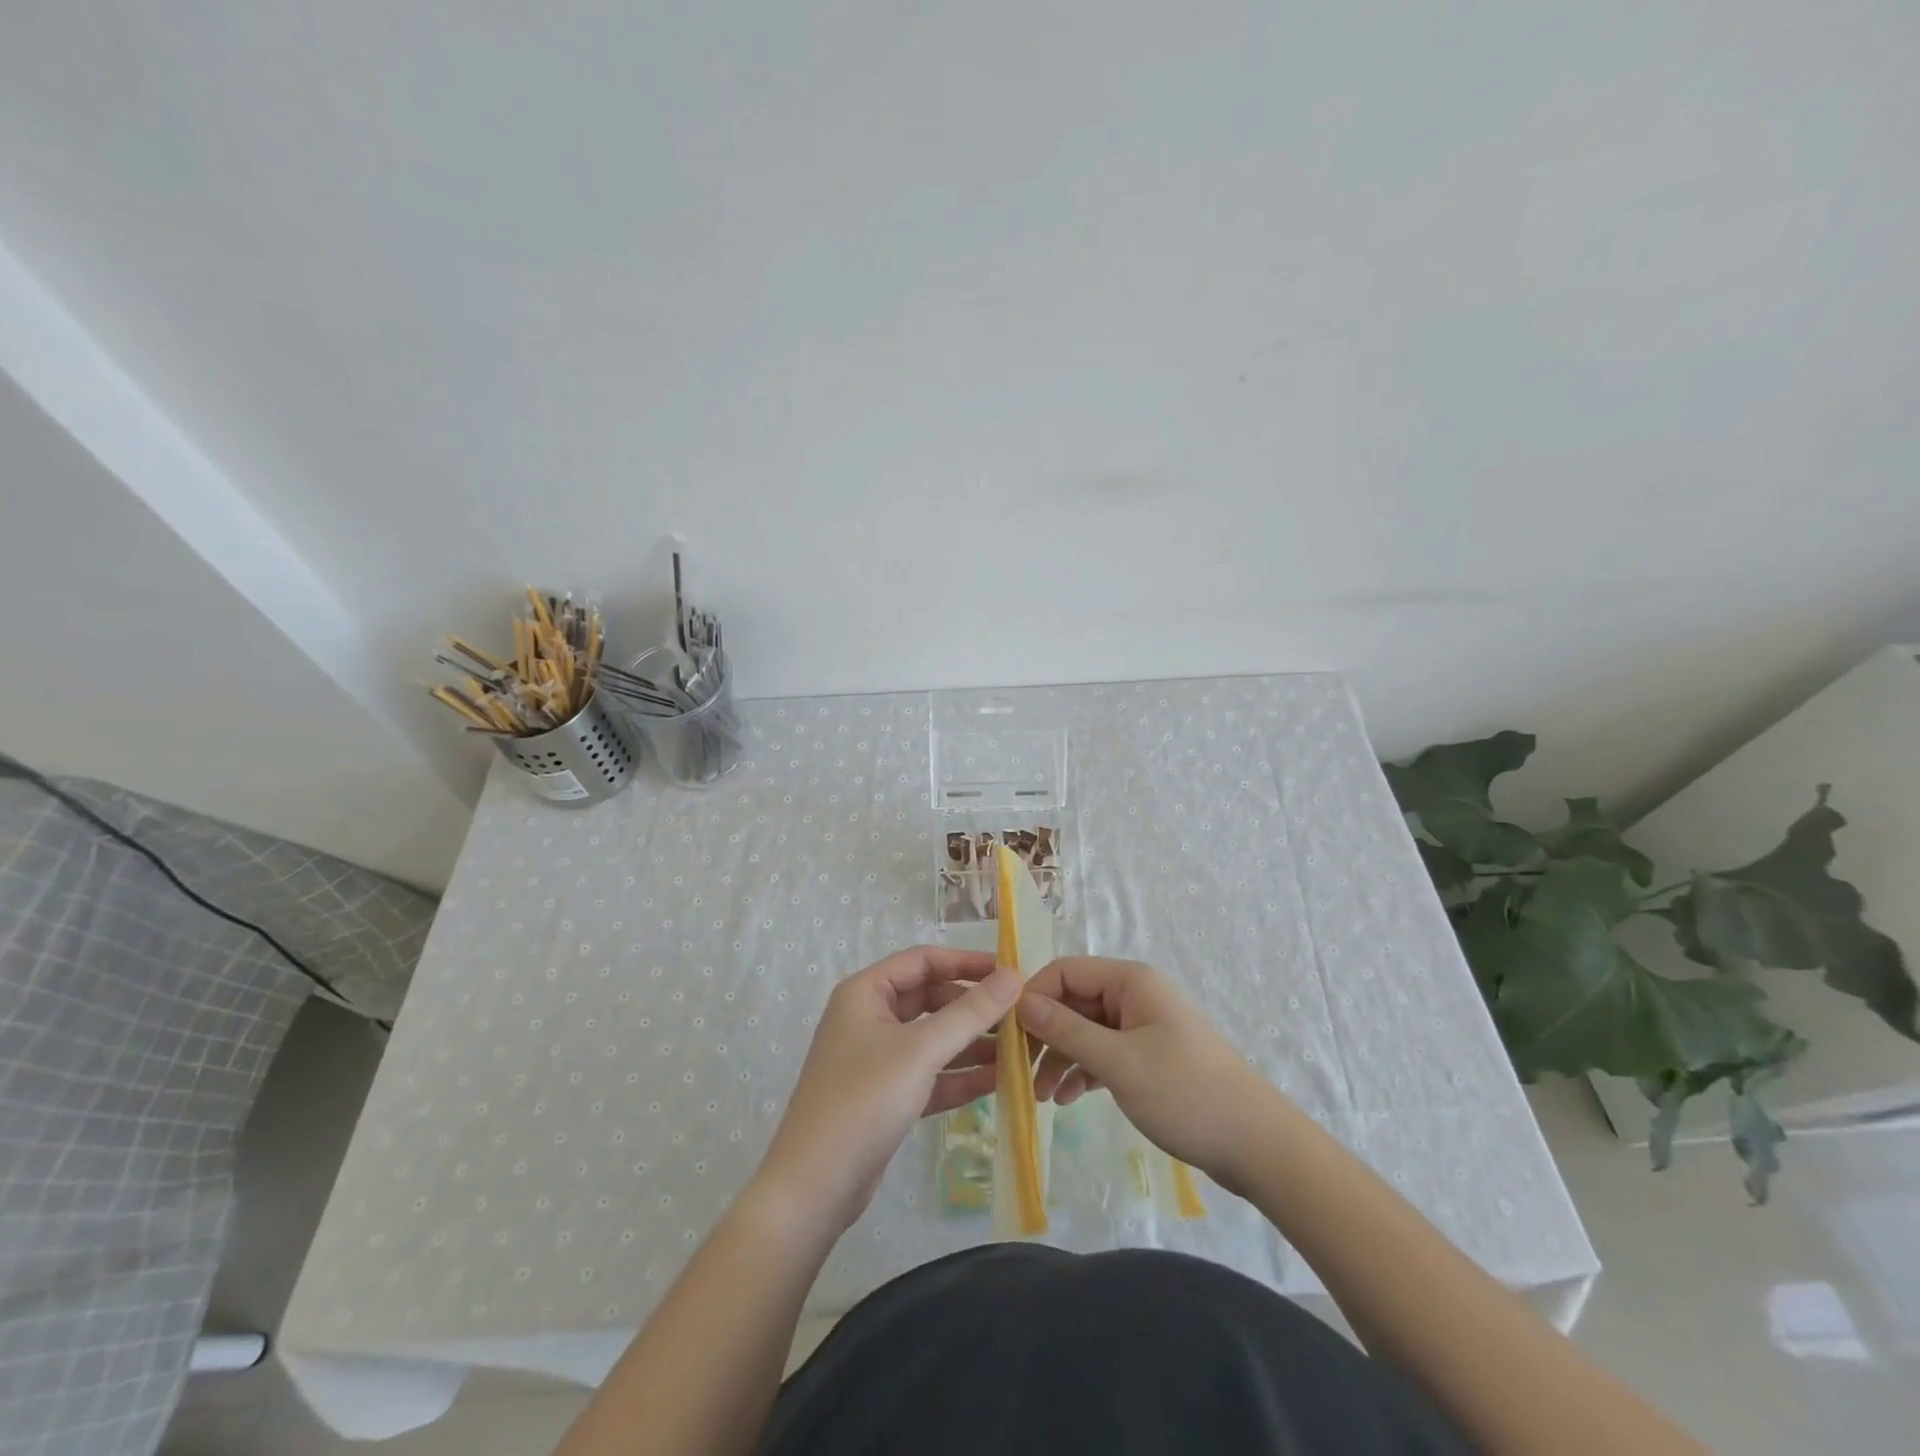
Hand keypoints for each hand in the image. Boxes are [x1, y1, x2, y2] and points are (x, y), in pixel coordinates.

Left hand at [753, 947, 1020, 1236]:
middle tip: (1020, 1016)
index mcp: (866, 992)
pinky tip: (998, 1081)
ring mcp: (876, 1058)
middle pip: (930, 998)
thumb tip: (1013, 976)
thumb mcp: (921, 1050)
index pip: (923, 961)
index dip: (966, 962)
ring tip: (1018, 1049)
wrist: (814, 1186)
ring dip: (971, 1043)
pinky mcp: (885, 1096)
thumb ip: (970, 1013)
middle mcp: (869, 1017)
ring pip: (932, 1038)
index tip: (1009, 972)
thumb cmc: (864, 1099)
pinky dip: (959, 1076)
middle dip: (973, 1007)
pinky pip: (929, 1074)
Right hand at [1017, 957, 1278, 1193]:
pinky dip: (1084, 1071)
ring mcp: (1143, 1026)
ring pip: (1086, 1030)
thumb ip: (1066, 1030)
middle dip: (1045, 1034)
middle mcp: (1135, 995)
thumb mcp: (1117, 1062)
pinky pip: (1104, 1053)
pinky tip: (1068, 1099)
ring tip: (1041, 1095)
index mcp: (1130, 981)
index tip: (1007, 1034)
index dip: (1034, 997)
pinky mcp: (1150, 1057)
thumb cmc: (1184, 1093)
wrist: (1256, 1145)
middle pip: (1073, 1001)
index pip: (1065, 971)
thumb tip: (1020, 1001)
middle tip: (1017, 1071)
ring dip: (1061, 1057)